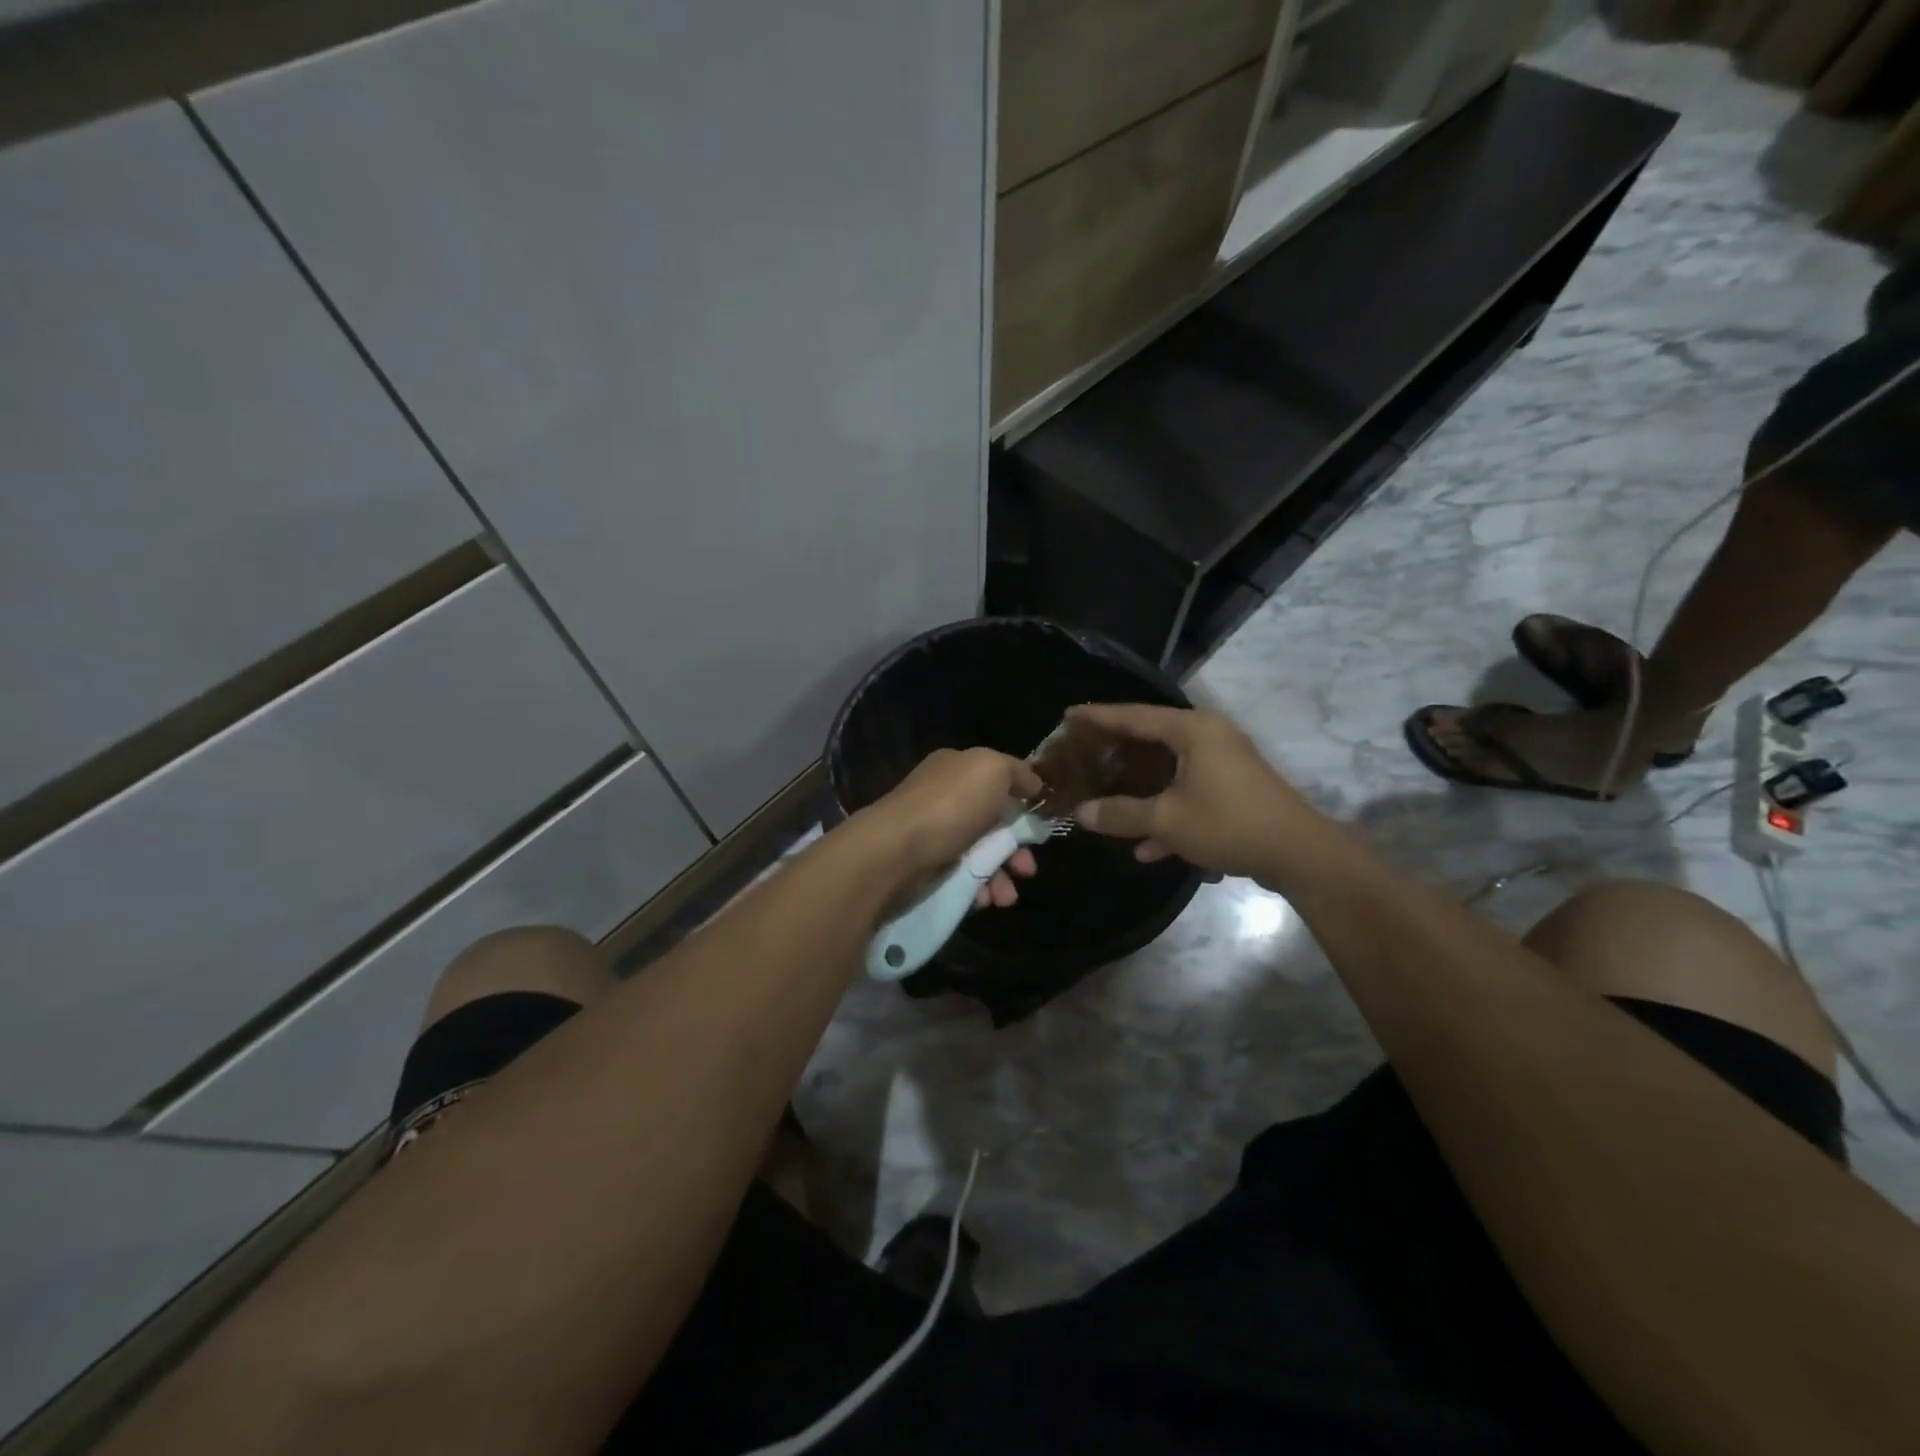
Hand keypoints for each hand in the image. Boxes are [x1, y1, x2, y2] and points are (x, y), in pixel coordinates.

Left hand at [859, 748, 1043, 907]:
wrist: (896, 852)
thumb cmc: (949, 805)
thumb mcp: (992, 769)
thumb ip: (1017, 772)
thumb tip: (1034, 784)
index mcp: (957, 768)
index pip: (998, 780)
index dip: (1023, 800)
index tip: (1042, 825)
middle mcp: (944, 798)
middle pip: (994, 822)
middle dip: (1017, 848)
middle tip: (1028, 869)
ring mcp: (935, 834)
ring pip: (982, 855)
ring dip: (1002, 876)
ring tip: (1007, 896)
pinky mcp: (927, 868)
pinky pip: (963, 878)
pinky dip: (980, 889)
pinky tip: (985, 900)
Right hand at [1066, 704, 1316, 881]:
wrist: (1299, 853)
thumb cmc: (1228, 823)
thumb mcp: (1167, 820)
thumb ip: (1121, 814)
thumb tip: (1081, 813)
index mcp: (1192, 730)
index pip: (1134, 715)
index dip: (1099, 717)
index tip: (1068, 716)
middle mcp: (1209, 736)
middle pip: (1152, 738)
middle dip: (1118, 750)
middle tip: (1084, 753)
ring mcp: (1225, 761)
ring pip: (1170, 768)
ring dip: (1142, 787)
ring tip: (1107, 795)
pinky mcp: (1234, 786)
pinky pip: (1190, 789)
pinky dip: (1169, 809)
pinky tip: (1148, 846)